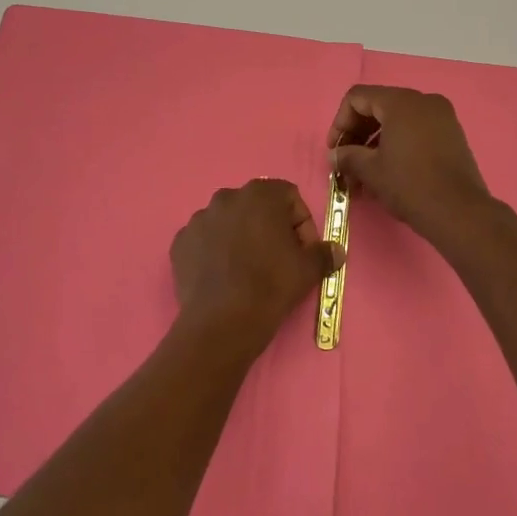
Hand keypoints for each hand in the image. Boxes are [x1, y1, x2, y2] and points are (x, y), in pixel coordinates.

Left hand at [170, 179, 342, 362]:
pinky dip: (215, 252)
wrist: (222, 321)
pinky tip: (223, 277)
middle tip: (277, 260)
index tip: (303, 251)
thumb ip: (324, 253)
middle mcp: (226, 197)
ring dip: (240, 237)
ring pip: (228, 222)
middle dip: (269, 228)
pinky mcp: (180, 242)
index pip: (289, 196)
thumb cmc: (271, 285)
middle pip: (256, 207)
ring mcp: (199, 219)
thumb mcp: (308, 270)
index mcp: (260, 194)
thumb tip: (336, 250)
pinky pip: (204, 241)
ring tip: (247, 270)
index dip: (301, 223)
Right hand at [329, 86, 493, 243]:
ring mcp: (442, 117)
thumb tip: (336, 155)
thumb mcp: (371, 170)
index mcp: (401, 102)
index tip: (334, 150)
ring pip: (397, 120)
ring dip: (375, 143)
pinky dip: (397, 145)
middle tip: (345, 162)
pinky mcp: (452, 135)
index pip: (358, 98)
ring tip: (363, 175)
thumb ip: (347, 156)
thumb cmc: (410, 185)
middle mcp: (423, 101)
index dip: (340, 122)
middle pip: (378, 106)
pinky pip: (416, 130)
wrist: (459, 212)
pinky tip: (386, 172)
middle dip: (357, 134)